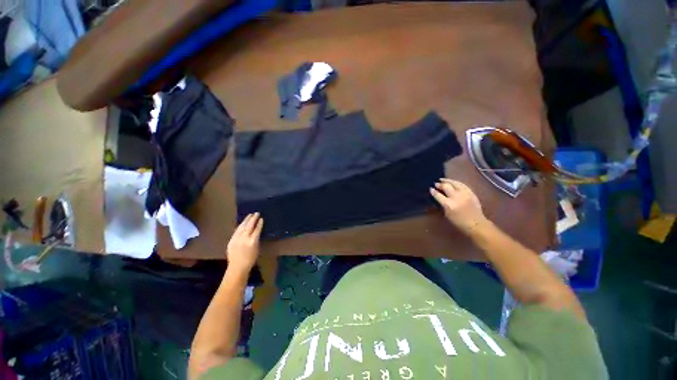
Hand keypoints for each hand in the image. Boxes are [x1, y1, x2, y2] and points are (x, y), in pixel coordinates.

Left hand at [226, 213, 263, 271]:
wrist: (237, 266)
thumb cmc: (251, 259)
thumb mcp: (257, 248)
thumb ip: (256, 239)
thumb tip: (256, 231)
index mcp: (252, 241)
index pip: (257, 229)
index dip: (259, 223)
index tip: (261, 218)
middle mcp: (244, 238)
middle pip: (249, 226)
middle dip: (253, 219)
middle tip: (256, 213)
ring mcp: (236, 239)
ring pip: (242, 227)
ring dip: (246, 220)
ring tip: (249, 215)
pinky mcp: (231, 240)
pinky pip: (236, 230)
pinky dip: (240, 225)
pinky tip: (242, 223)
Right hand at [430, 179, 487, 234]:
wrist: (476, 223)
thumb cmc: (459, 222)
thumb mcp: (447, 214)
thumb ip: (442, 204)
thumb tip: (439, 197)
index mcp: (448, 204)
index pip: (438, 195)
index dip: (433, 191)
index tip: (430, 188)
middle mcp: (456, 197)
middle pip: (446, 186)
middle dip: (440, 184)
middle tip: (436, 183)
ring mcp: (464, 193)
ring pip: (454, 183)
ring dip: (447, 180)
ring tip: (442, 179)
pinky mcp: (471, 192)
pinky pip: (462, 184)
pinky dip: (456, 182)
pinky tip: (453, 182)